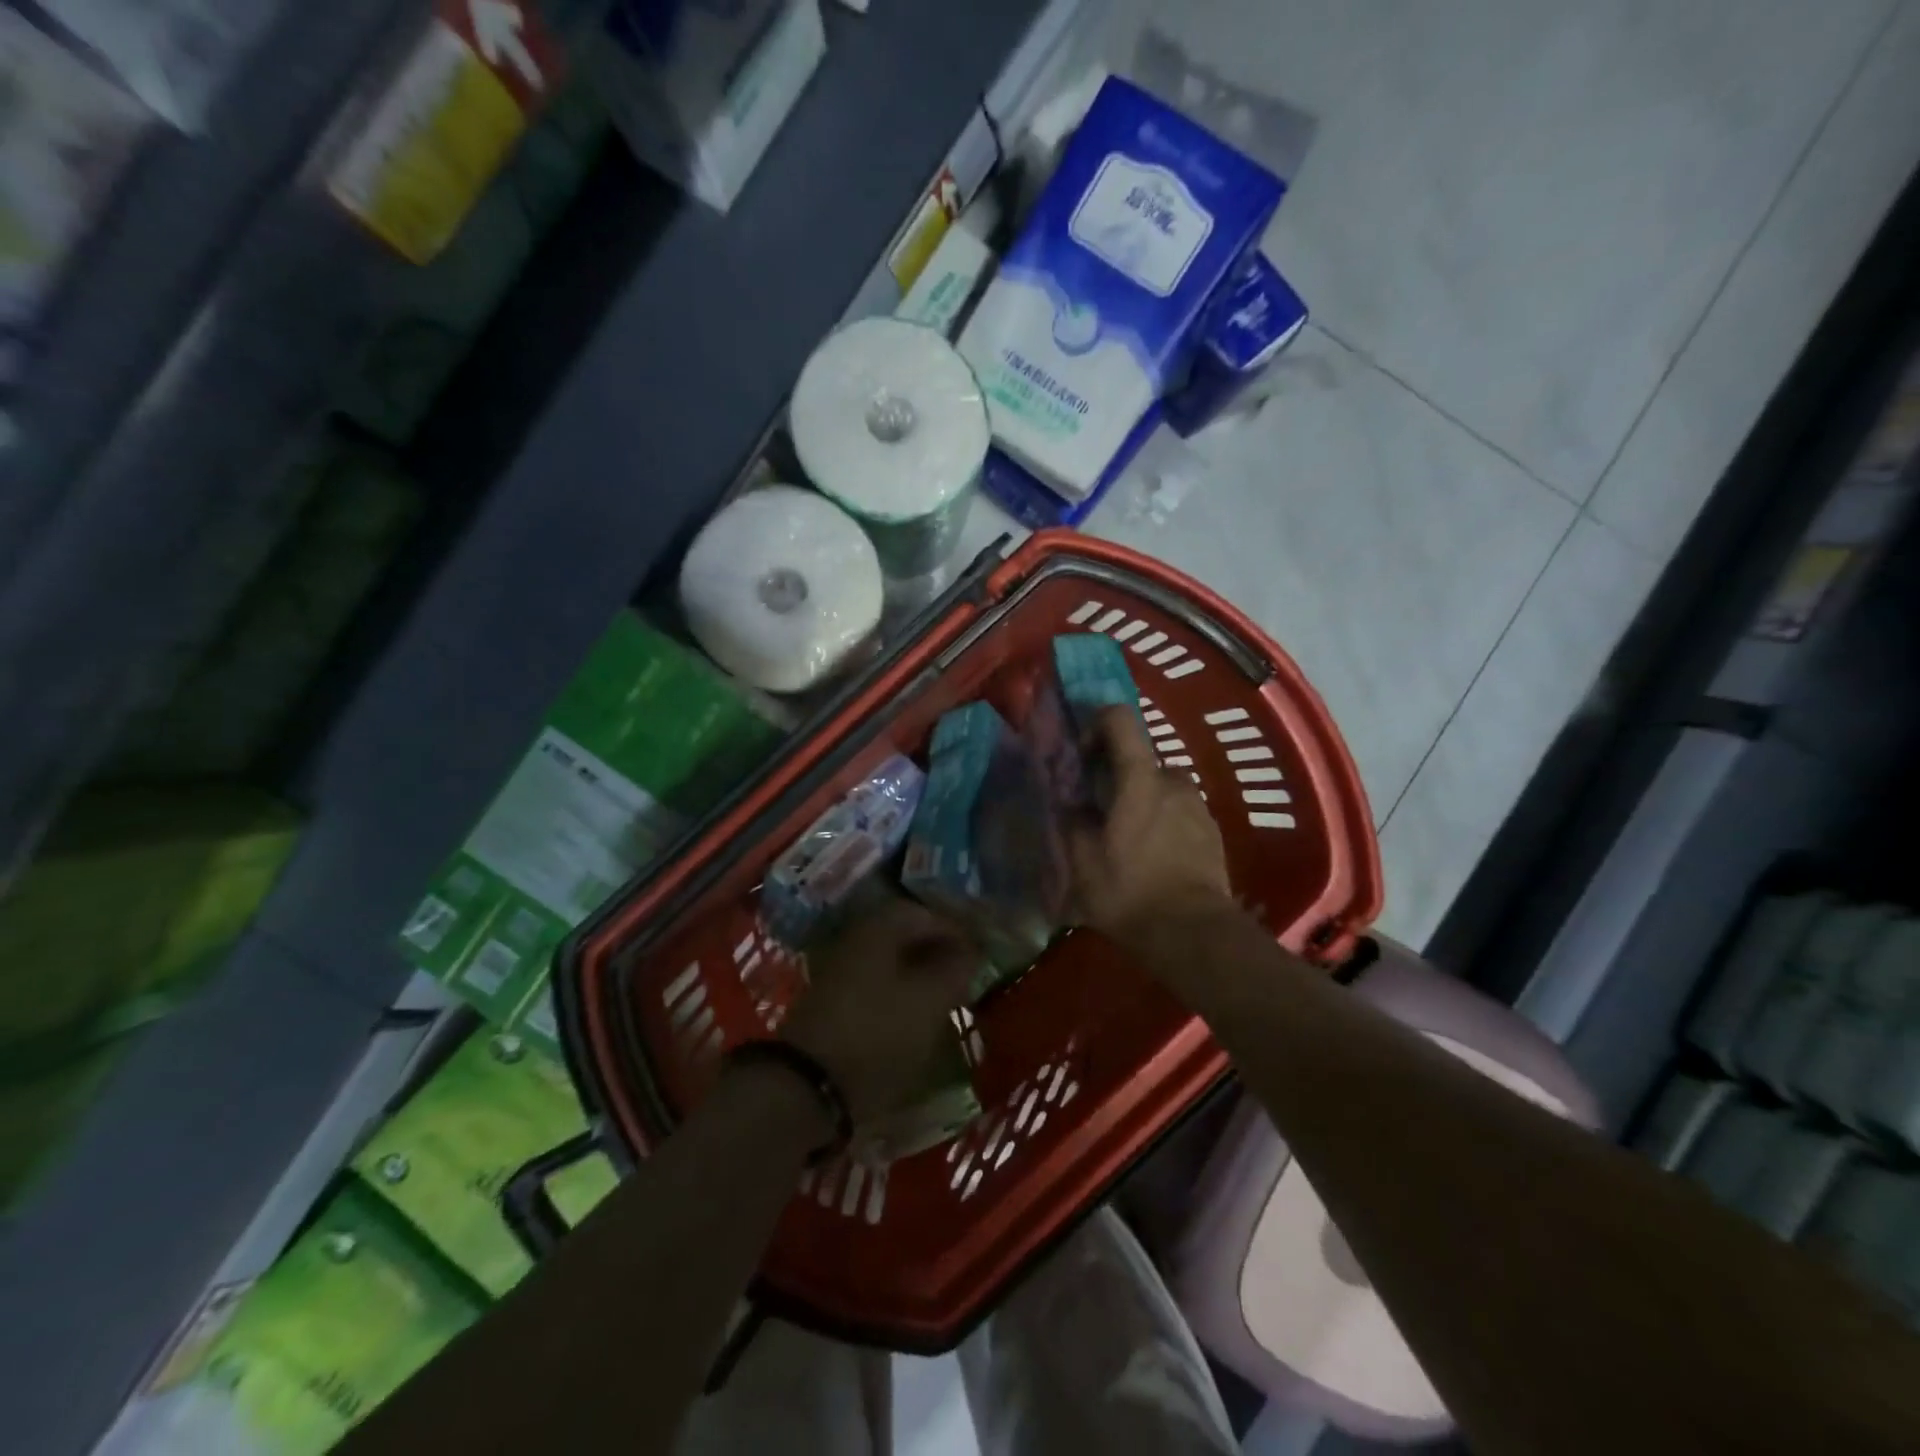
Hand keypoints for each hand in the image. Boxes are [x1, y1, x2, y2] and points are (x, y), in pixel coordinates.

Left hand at [779, 897, 979, 1124]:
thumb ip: (956, 968)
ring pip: (890, 962)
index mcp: (879, 928)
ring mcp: (839, 972)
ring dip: (919, 974)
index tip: (979, 953)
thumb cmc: (878, 1032)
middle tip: (965, 974)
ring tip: (946, 998)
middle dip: (937, 951)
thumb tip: (970, 950)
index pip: (924, 913)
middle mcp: (856, 940)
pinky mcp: (832, 1004)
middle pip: (904, 935)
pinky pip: (876, 985)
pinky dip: (900, 994)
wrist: (810, 1085)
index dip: (956, 929)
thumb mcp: (930, 999)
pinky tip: (915, 1017)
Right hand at [1067, 706, 1232, 937]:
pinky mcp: (1212, 832)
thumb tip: (1071, 804)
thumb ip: (1073, 822)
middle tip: (1100, 810)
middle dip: (1118, 774)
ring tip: (1127, 838)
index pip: (1120, 719)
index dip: (1096, 725)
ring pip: (1162, 786)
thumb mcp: (1082, 862)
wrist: (1194, 933)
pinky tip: (1152, 856)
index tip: (1083, 758)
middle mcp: (1174, 782)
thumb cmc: (1131, 892)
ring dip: (1142, 799)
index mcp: (1140, 779)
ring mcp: (1198, 807)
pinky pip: (1180, 810)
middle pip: (1141, 758)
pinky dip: (1162, 820)